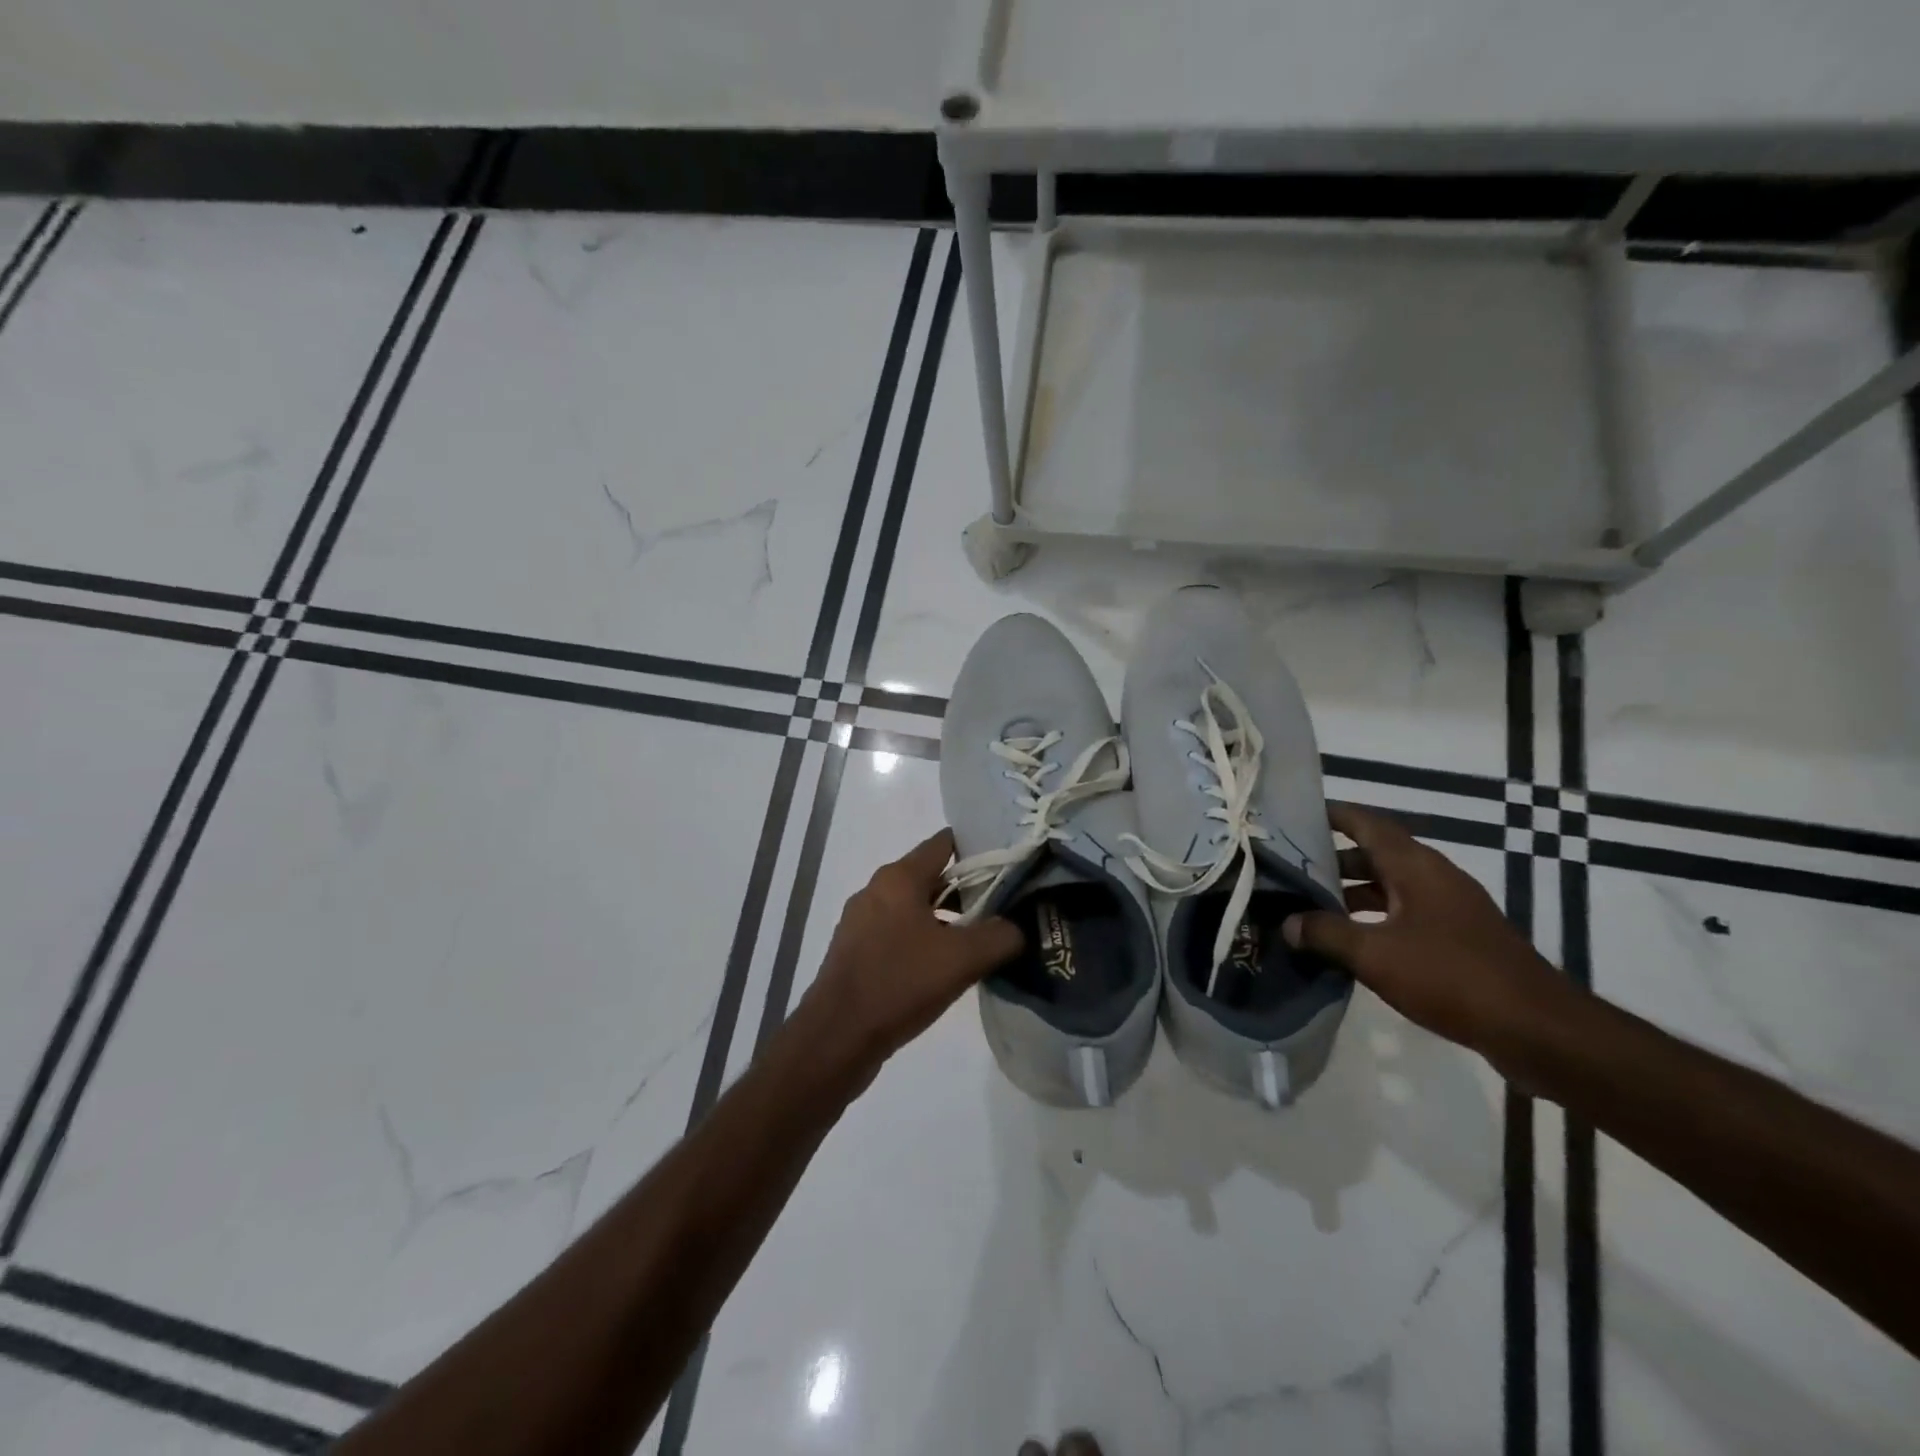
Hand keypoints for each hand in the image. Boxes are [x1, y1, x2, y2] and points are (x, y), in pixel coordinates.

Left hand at [804, 829, 1023, 1070]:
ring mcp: (861, 921)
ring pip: (914, 907)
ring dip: (946, 919)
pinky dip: (923, 940)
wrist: (836, 1037)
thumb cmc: (900, 983)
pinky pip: (898, 933)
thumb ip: (1000, 935)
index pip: (945, 843)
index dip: (979, 849)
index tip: (1009, 866)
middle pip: (931, 876)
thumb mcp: (963, 959)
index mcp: (898, 878)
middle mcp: (876, 890)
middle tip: (1003, 908)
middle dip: (967, 889)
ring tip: (979, 941)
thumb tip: (1018, 928)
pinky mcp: (855, 950)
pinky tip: (943, 968)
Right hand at [1283, 802, 1575, 1056]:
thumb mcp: (1375, 955)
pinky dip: (1375, 918)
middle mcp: (1435, 878)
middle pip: (1377, 855)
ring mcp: (1451, 909)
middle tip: (1291, 868)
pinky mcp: (1460, 939)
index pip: (1368, 824)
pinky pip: (1406, 914)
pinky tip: (1352, 942)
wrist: (1538, 1031)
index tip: (1295, 814)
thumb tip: (1288, 923)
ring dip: (1353, 892)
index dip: (1333, 815)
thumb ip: (1326, 934)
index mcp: (1416, 867)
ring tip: (1311, 906)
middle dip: (1334, 859)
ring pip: (1391, 887)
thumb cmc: (1452, 977)